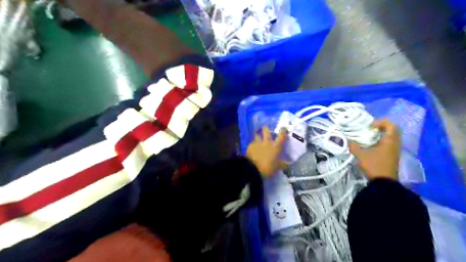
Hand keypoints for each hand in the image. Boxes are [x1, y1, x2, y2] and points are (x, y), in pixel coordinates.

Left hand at [248, 126, 288, 177]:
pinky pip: (252, 143)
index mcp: (276, 146)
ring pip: (257, 135)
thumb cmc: (268, 168)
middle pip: (266, 131)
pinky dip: (253, 145)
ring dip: (258, 135)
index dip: (283, 131)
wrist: (253, 169)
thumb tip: (288, 164)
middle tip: (265, 128)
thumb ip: (283, 165)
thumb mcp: (278, 168)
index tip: (283, 128)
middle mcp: (267, 142)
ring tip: (257, 137)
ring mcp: (258, 143)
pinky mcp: (250, 146)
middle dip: (266, 128)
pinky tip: (252, 148)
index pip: (282, 136)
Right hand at [350, 120, 399, 180]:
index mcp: (389, 141)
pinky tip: (372, 146)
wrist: (384, 182)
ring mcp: (395, 150)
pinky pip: (389, 143)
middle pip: (392, 130)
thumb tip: (348, 140)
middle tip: (369, 129)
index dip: (380, 122)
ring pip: (391, 137)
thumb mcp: (361, 155)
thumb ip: (354, 146)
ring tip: (369, 137)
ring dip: (381, 135)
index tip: (369, 126)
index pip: (390, 125)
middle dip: (381, 127)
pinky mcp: (392, 156)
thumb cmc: (374, 166)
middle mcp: (395, 144)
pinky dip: (381, 141)